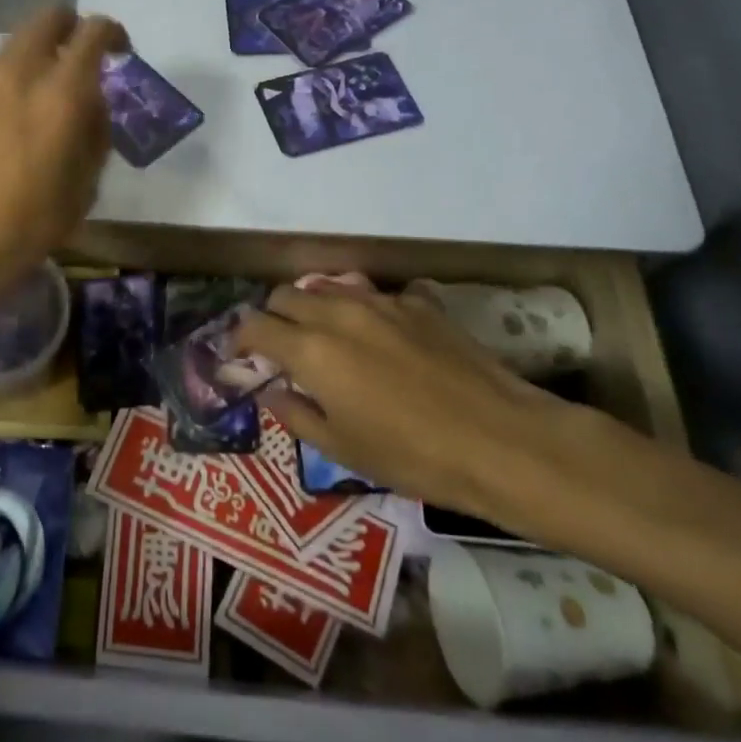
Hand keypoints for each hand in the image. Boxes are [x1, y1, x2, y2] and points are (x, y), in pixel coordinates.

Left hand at [0, 8, 126, 318]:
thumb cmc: (21, 231)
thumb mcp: (81, 193)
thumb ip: (94, 138)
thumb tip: (93, 107)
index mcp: (59, 96)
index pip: (93, 34)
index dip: (113, 34)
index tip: (121, 52)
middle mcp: (16, 76)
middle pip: (46, 20)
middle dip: (70, 28)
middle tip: (80, 61)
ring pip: (13, 48)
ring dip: (35, 60)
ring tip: (39, 105)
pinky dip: (5, 88)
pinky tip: (1, 132)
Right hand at [236, 280, 575, 522]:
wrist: (501, 440)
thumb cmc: (412, 455)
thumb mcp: (342, 449)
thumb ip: (297, 414)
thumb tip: (273, 391)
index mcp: (311, 349)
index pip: (255, 326)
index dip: (239, 339)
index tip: (239, 356)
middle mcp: (338, 312)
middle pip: (286, 295)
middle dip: (273, 316)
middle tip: (282, 348)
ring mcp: (381, 301)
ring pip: (329, 286)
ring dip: (315, 305)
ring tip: (326, 335)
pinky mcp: (419, 303)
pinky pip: (377, 294)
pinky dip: (365, 308)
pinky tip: (383, 335)